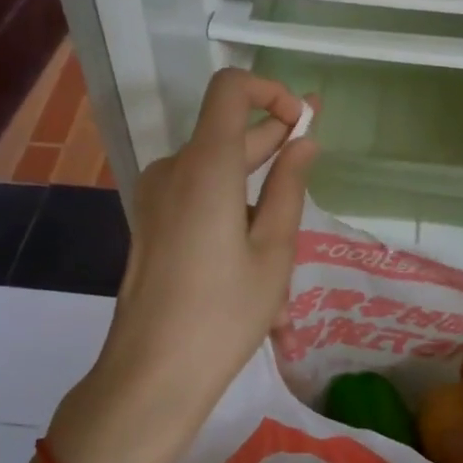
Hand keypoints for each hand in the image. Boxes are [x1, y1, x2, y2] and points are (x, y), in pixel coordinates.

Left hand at [48, 69, 316, 462]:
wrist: (152, 372)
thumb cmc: (224, 313)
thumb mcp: (273, 251)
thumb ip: (289, 187)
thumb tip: (303, 141)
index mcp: (205, 166)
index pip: (230, 89)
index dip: (270, 91)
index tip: (301, 123)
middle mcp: (173, 169)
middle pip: (225, 131)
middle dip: (272, 140)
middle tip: (312, 159)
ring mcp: (155, 196)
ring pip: (214, 170)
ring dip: (253, 187)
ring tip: (286, 240)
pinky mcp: (150, 222)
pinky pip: (197, 197)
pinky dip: (230, 208)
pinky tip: (253, 258)